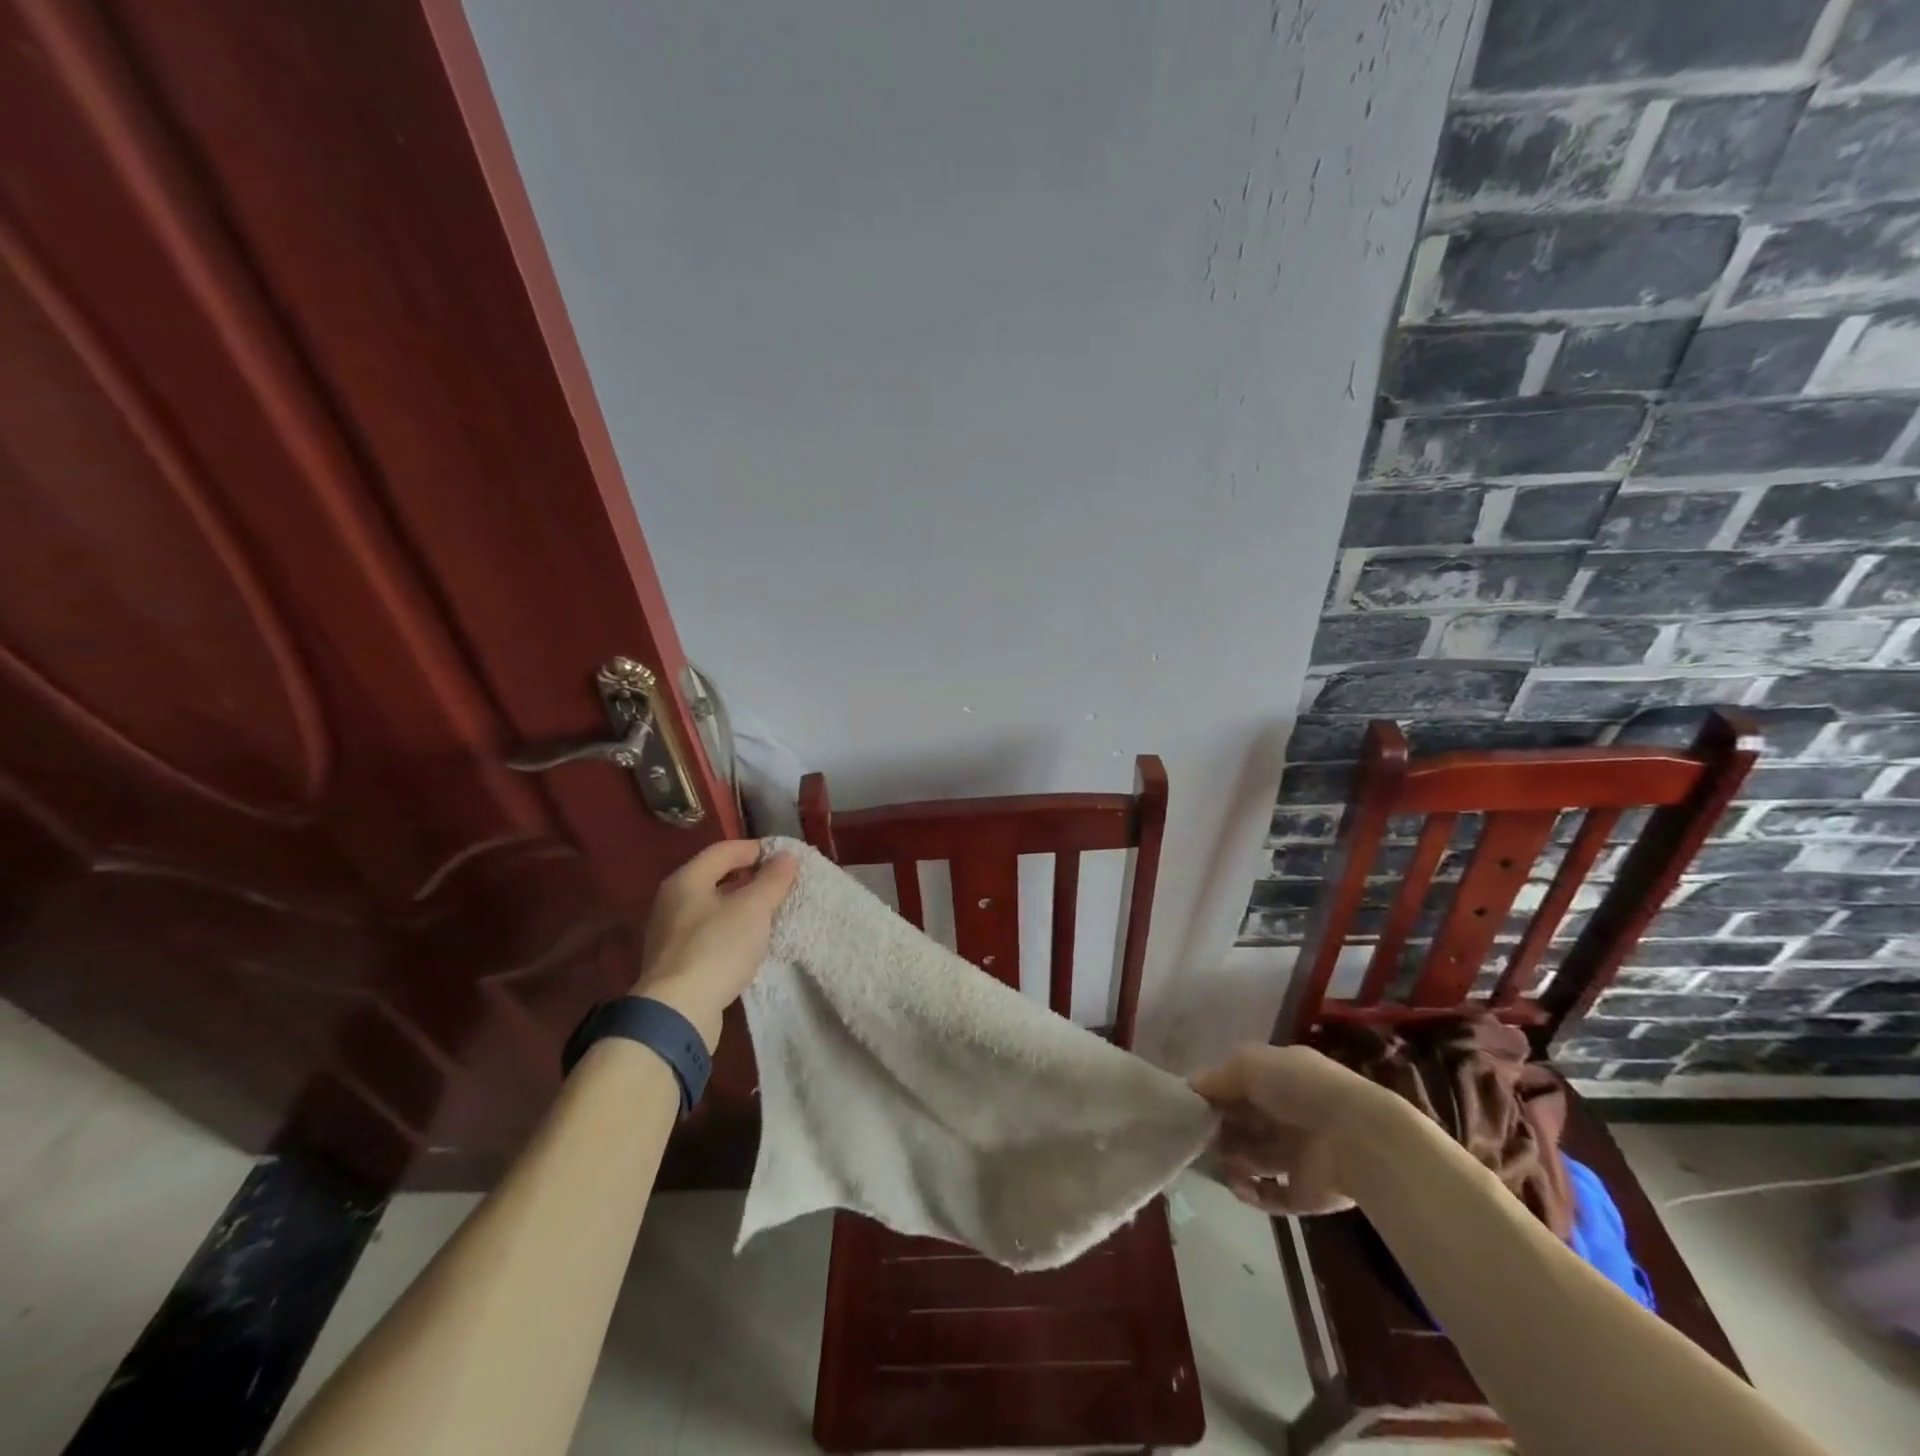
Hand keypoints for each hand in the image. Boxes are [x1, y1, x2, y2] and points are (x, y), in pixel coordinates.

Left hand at [632, 839, 798, 1049]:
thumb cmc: (717, 948)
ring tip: (769, 913)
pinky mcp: (674, 962)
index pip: (723, 850)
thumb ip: (772, 880)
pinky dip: (729, 931)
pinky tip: (748, 944)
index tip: (783, 857)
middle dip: (748, 878)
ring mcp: (669, 933)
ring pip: (711, 907)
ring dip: (739, 906)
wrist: (678, 1011)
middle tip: (779, 884)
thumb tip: (786, 856)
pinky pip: (707, 934)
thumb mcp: (753, 909)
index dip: (754, 849)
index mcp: (686, 879)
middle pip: (714, 877)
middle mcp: (672, 900)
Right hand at [1189, 1043, 1390, 1215]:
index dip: (1212, 1096)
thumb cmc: (1299, 1088)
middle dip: (1216, 1130)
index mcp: (1278, 1080)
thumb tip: (1189, 1090)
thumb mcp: (1248, 1064)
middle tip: (1194, 1137)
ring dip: (1230, 1160)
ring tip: (1218, 1161)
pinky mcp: (1304, 1192)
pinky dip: (1250, 1191)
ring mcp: (1297, 1154)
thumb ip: (1216, 1078)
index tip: (1186, 1107)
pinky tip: (1239, 1185)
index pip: (1237, 1087)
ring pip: (1251, 1158)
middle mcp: (1287, 1115)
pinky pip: (1269, 1194)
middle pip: (1241, 1123)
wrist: (1359, 1139)